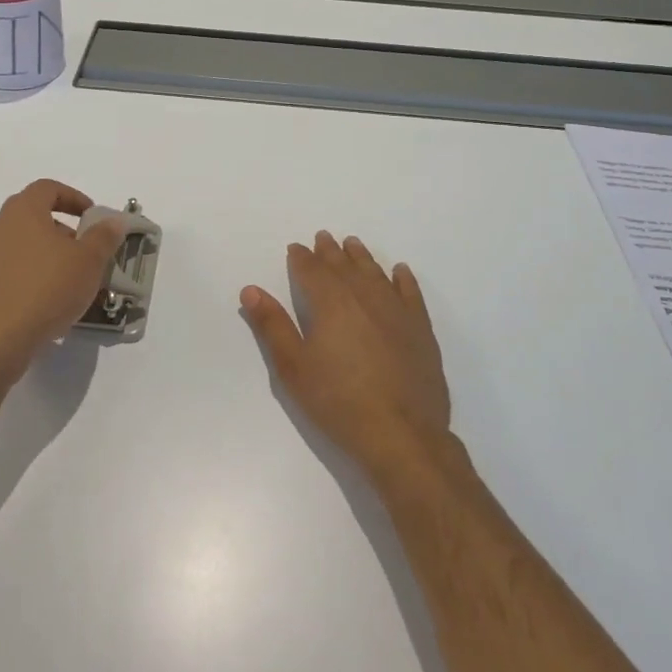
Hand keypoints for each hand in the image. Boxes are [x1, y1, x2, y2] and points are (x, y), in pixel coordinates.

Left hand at [0, 180, 125, 372]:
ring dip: (46, 253)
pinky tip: (48, 300)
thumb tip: (114, 220)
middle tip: (84, 249)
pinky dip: (30, 275)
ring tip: (70, 278)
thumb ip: (104, 236)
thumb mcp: (89, 261)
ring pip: (21, 243)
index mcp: (22, 211)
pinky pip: (10, 270)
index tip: (92, 217)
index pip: (47, 188)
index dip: (73, 197)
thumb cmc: (47, 288)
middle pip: (32, 215)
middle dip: (62, 228)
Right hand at [241, 232, 450, 475]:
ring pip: (375, 273)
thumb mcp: (293, 367)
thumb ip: (272, 325)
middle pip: (344, 266)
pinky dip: (403, 278)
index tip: (296, 248)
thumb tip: (251, 289)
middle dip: (330, 251)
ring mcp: (397, 311)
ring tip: (353, 244)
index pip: (312, 270)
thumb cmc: (338, 401)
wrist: (401, 434)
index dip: (302, 258)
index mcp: (331, 303)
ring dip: (362, 257)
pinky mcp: (421, 329)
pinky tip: (399, 271)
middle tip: (323, 238)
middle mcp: (364, 296)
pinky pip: (411, 293)